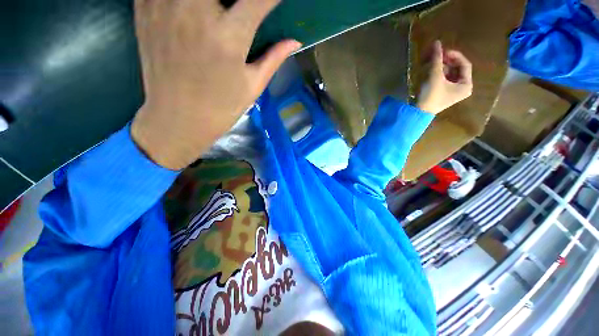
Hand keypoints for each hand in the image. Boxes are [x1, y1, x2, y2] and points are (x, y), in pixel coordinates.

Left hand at [131, 0, 300, 169]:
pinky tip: (188, 9)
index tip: (275, 1)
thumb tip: (295, 41)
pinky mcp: (144, 11)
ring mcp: (165, 7)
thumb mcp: (253, 86)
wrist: (178, 120)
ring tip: (216, 10)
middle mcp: (196, 13)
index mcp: (229, 37)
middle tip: (240, 6)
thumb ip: (273, 58)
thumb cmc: (222, 108)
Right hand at [417, 41, 472, 114]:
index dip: (455, 55)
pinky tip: (429, 71)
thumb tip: (437, 42)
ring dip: (440, 67)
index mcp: (466, 85)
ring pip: (448, 73)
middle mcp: (461, 88)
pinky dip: (437, 74)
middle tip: (436, 56)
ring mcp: (451, 91)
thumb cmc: (430, 95)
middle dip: (446, 61)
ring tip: (430, 63)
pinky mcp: (441, 93)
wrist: (417, 112)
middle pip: (456, 68)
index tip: (443, 51)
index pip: (464, 64)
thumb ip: (437, 59)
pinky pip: (442, 79)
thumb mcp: (435, 76)